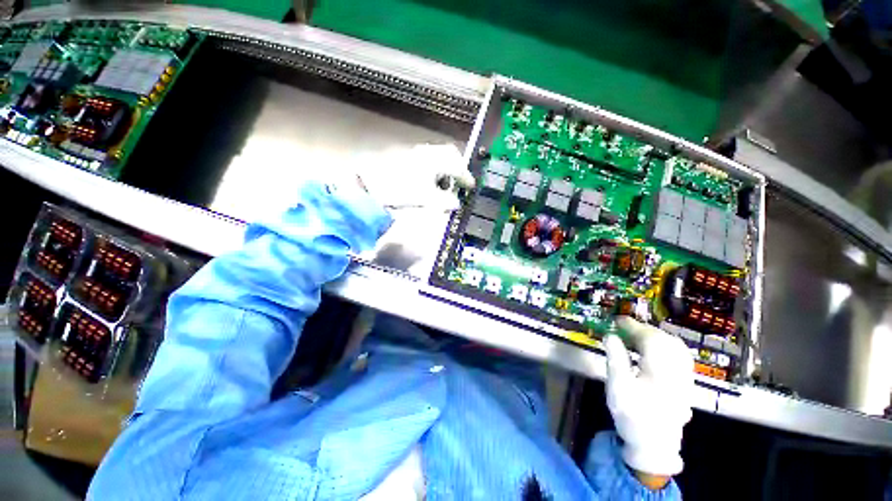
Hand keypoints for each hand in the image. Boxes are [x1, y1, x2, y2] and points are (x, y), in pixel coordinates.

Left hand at [353, 144, 474, 211]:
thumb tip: (457, 203)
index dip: (466, 178)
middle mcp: (428, 152)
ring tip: (446, 183)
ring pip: (440, 155)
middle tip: (461, 181)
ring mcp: (417, 152)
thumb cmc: (401, 189)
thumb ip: (444, 201)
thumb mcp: (425, 198)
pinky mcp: (409, 156)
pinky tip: (432, 179)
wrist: (371, 182)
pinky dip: (437, 167)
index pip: (457, 166)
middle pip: (451, 153)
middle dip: (459, 167)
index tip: (471, 187)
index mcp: (435, 160)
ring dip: (447, 167)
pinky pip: (430, 158)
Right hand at [604, 317, 693, 477]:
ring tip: (634, 336)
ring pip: (674, 345)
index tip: (615, 320)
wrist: (655, 445)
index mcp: (661, 370)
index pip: (649, 338)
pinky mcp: (685, 382)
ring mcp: (685, 377)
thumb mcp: (617, 386)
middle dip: (642, 329)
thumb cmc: (633, 415)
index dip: (632, 326)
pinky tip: (652, 350)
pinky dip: (664, 345)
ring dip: (654, 336)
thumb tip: (610, 335)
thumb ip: (616, 358)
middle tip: (622, 328)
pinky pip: (678, 355)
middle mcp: (677, 370)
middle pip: (664, 339)